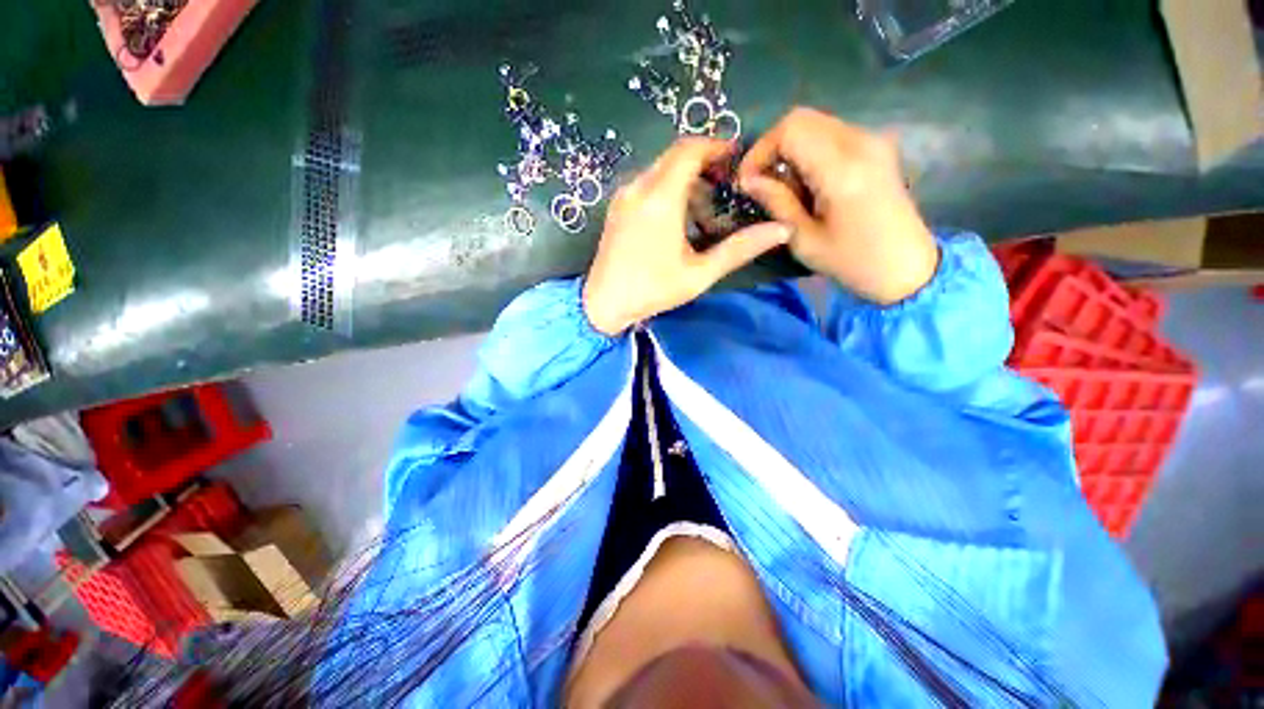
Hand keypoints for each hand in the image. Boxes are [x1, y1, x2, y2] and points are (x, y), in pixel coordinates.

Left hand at [583, 137, 791, 335]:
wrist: (602, 304)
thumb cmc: (652, 290)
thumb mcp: (699, 274)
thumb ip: (739, 249)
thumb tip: (781, 230)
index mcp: (660, 198)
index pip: (690, 149)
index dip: (716, 146)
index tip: (737, 159)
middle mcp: (638, 187)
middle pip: (676, 157)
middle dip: (704, 165)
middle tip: (726, 189)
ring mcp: (623, 196)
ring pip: (661, 171)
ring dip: (686, 182)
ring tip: (704, 214)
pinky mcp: (616, 207)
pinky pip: (647, 185)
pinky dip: (668, 191)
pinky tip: (678, 220)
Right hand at [737, 108, 938, 304]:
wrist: (906, 266)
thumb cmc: (852, 261)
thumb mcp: (804, 239)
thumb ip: (777, 202)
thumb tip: (749, 180)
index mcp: (842, 169)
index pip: (791, 130)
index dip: (760, 151)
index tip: (747, 181)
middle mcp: (861, 143)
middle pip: (802, 119)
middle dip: (772, 148)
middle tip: (760, 183)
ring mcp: (873, 141)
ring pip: (816, 124)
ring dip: (790, 151)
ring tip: (783, 188)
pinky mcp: (877, 148)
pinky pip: (832, 135)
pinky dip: (809, 152)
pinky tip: (807, 184)